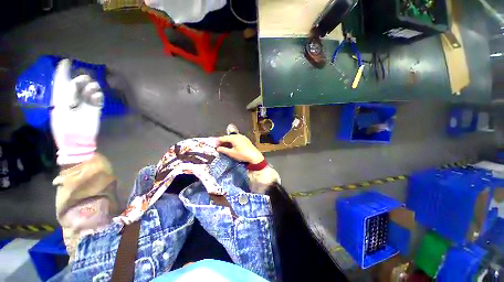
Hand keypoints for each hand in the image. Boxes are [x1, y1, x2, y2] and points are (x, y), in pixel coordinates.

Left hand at [50, 59, 102, 164]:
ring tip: (92, 88)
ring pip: (89, 90)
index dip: (63, 72)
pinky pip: (98, 98)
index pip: (61, 82)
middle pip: (77, 84)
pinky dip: (97, 95)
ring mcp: (85, 104)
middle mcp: (73, 99)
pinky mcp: (95, 109)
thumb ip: (67, 95)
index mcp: (60, 99)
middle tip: (83, 80)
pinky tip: (96, 96)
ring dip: (90, 87)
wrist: (77, 141)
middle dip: (80, 80)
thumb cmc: (65, 128)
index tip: (67, 61)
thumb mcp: (61, 110)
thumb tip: (75, 82)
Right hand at [217, 135, 263, 163]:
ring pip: (232, 138)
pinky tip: (232, 147)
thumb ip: (223, 150)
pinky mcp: (245, 139)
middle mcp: (238, 135)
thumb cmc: (242, 155)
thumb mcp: (232, 153)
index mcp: (233, 138)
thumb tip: (217, 148)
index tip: (214, 146)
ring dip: (228, 142)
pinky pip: (237, 139)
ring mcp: (242, 137)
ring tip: (225, 148)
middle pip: (228, 137)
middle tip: (219, 147)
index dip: (218, 142)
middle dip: (223, 142)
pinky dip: (233, 142)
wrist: (254, 156)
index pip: (223, 138)